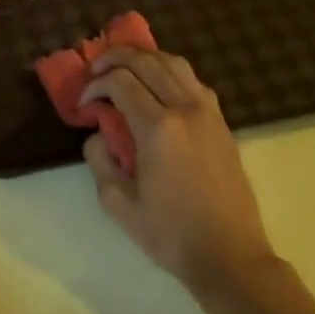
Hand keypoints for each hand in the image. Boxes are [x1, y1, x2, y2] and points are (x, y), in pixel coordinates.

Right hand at [79, 47, 278, 294]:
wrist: (230, 256)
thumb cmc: (172, 235)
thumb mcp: (120, 205)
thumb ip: (99, 160)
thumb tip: (98, 132)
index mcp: (158, 128)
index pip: (120, 81)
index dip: (95, 84)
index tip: (84, 103)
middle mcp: (184, 108)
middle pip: (145, 60)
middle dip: (114, 58)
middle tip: (95, 71)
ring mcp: (207, 111)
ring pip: (173, 61)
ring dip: (143, 57)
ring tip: (124, 68)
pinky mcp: (221, 120)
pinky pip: (192, 79)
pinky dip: (169, 71)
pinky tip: (157, 86)